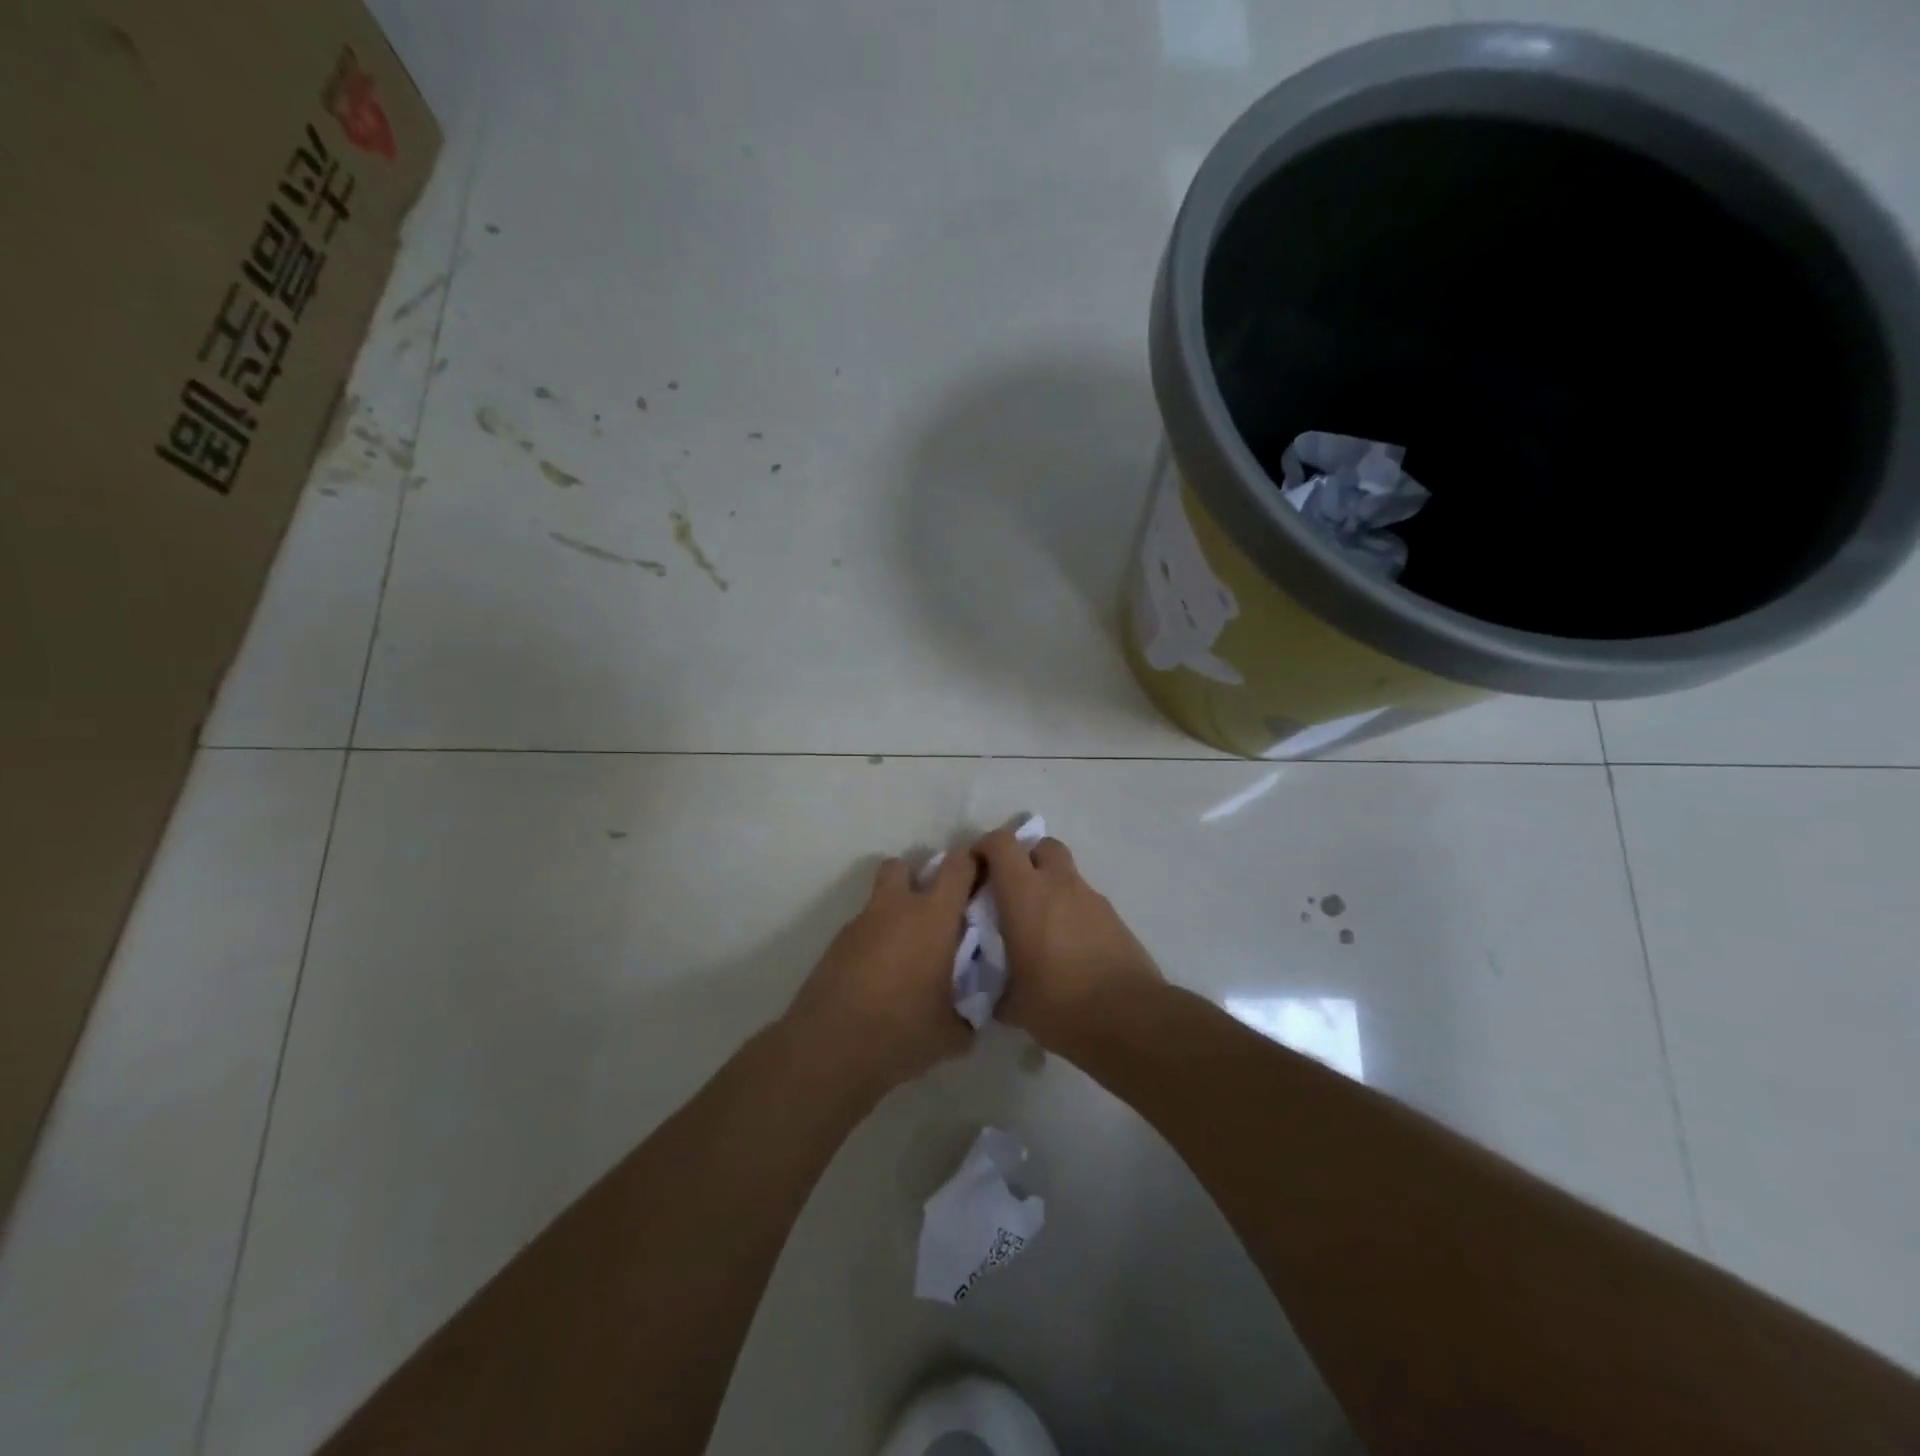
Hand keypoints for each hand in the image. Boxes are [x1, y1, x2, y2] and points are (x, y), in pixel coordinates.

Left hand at [783, 851, 975, 1098]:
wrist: (829, 1050)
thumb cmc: (902, 1030)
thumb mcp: (953, 1031)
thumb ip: (970, 1013)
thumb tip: (973, 1012)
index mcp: (933, 916)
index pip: (958, 865)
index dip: (972, 863)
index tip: (983, 878)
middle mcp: (896, 908)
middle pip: (904, 867)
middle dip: (919, 879)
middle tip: (937, 912)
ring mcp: (860, 924)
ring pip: (880, 899)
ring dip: (895, 912)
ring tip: (908, 953)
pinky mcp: (836, 945)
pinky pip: (864, 929)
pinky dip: (876, 940)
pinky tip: (882, 977)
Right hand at [973, 828, 1162, 1050]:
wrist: (1129, 1018)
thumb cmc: (1059, 1004)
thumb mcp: (1012, 1002)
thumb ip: (995, 988)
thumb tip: (990, 993)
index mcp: (1025, 894)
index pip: (1002, 844)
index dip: (985, 848)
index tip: (976, 870)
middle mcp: (1059, 884)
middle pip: (1042, 846)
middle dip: (1025, 859)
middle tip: (1012, 891)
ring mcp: (1091, 898)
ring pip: (1066, 874)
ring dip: (1050, 887)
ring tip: (1041, 926)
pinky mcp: (1114, 917)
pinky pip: (1085, 901)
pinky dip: (1072, 910)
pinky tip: (1068, 946)